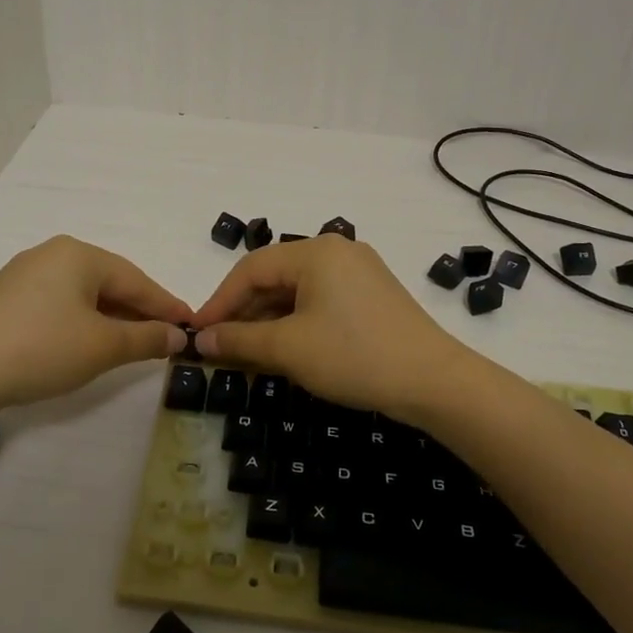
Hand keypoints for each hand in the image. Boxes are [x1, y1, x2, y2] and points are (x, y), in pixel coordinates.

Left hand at [0, 236, 190, 422]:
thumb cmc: (38, 349)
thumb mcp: (101, 347)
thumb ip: (145, 339)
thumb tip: (178, 336)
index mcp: (79, 254)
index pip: (137, 280)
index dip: (167, 306)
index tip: (193, 325)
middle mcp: (52, 255)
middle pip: (111, 283)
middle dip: (139, 312)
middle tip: (167, 338)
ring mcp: (25, 276)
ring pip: (84, 296)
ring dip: (112, 320)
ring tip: (134, 345)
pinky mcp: (6, 301)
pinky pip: (60, 306)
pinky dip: (83, 324)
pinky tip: (90, 344)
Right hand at [187, 236, 470, 420]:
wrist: (434, 382)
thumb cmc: (355, 357)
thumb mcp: (290, 349)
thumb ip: (240, 341)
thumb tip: (200, 341)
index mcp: (316, 252)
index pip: (250, 269)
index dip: (219, 302)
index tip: (197, 333)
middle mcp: (337, 251)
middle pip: (275, 276)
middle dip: (243, 312)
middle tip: (219, 347)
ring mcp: (359, 272)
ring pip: (297, 291)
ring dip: (268, 320)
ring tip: (247, 353)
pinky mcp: (372, 295)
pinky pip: (320, 301)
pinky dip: (296, 322)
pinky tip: (284, 349)